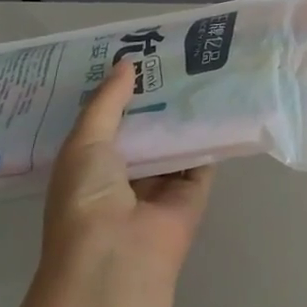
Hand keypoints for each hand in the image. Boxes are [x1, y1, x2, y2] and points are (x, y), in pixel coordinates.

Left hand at [41, 62, 212, 283]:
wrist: (117, 255)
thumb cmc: (86, 198)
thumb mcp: (84, 143)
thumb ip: (107, 102)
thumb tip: (126, 62)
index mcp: (91, 165)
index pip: (109, 120)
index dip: (121, 90)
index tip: (138, 53)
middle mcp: (126, 173)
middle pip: (147, 126)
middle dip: (157, 95)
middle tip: (175, 51)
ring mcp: (162, 183)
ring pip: (176, 138)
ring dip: (185, 110)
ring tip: (202, 64)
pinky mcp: (194, 190)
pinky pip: (204, 154)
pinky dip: (212, 132)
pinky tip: (222, 98)